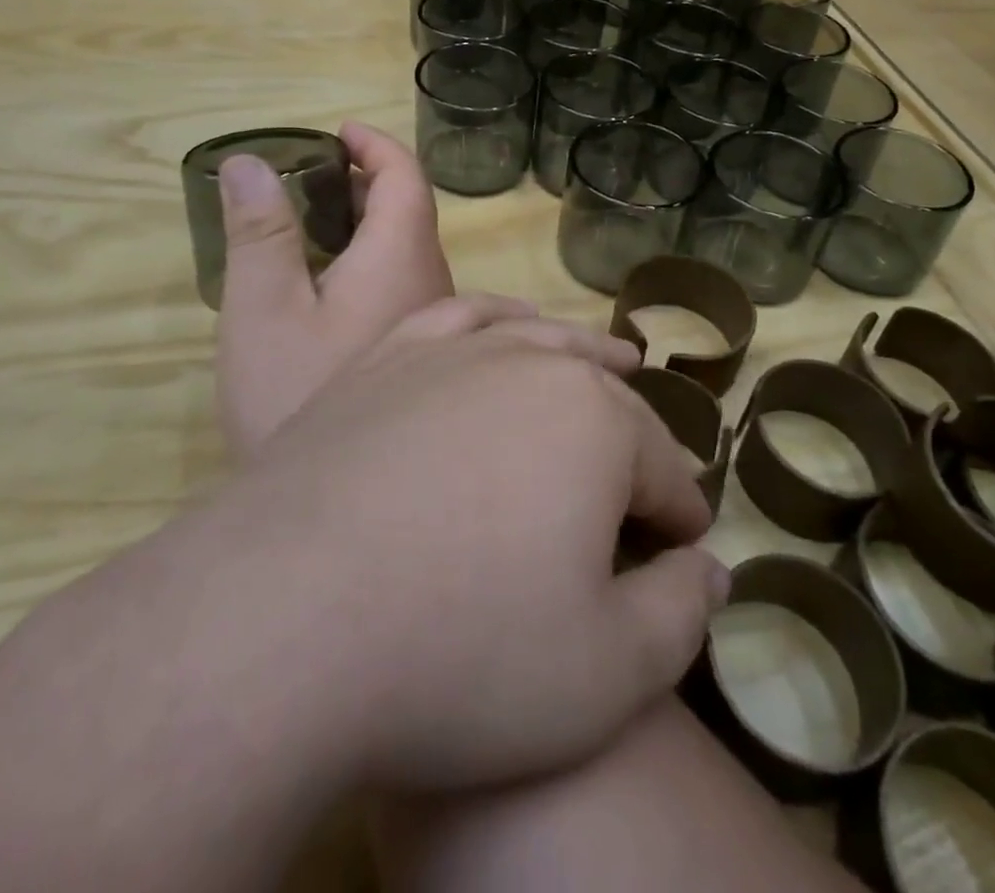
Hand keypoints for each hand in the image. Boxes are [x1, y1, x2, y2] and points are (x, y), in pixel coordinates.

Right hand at [214, 122, 453, 456]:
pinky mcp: (427, 359)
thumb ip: (261, 232)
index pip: (407, 179)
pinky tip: (331, 291)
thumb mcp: (264, 309)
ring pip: (410, 254)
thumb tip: (250, 162)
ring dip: (369, 227)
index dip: (376, 145)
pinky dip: (372, 265)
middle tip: (312, 178)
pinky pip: (407, 288)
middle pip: (412, 214)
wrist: (337, 513)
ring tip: (313, 224)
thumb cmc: (295, 395)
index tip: (339, 131)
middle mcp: (434, 284)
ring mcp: (437, 326)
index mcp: (403, 259)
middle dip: (367, 184)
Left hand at [214, 295, 728, 793]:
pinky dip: (494, 322)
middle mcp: (530, 365)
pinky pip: (458, 321)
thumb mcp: (610, 672)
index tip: (681, 549)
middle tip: (642, 487)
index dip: (679, 514)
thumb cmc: (463, 651)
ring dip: (579, 358)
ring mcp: (451, 353)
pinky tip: (501, 330)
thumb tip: (711, 569)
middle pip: (607, 398)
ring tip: (607, 364)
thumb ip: (680, 612)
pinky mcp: (387, 360)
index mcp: (597, 423)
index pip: (665, 469)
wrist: (284, 620)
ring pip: (539, 341)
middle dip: (636, 442)